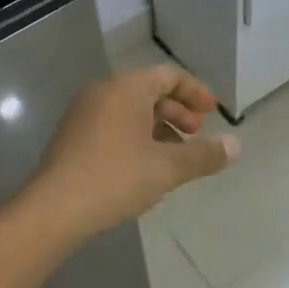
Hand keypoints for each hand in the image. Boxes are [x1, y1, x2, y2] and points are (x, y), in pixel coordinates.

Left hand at [27, 65, 239, 241]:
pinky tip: (145, 170)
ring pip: (130, 112)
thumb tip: (236, 146)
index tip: (213, 112)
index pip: (168, 76)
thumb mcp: (167, 168)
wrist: (52, 211)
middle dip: (177, 113)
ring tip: (175, 158)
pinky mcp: (71, 138)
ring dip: (158, 129)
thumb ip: (204, 155)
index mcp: (126, 88)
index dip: (195, 92)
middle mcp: (102, 92)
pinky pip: (113, 127)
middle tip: (197, 135)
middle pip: (149, 93)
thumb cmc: (114, 178)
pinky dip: (136, 139)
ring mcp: (83, 115)